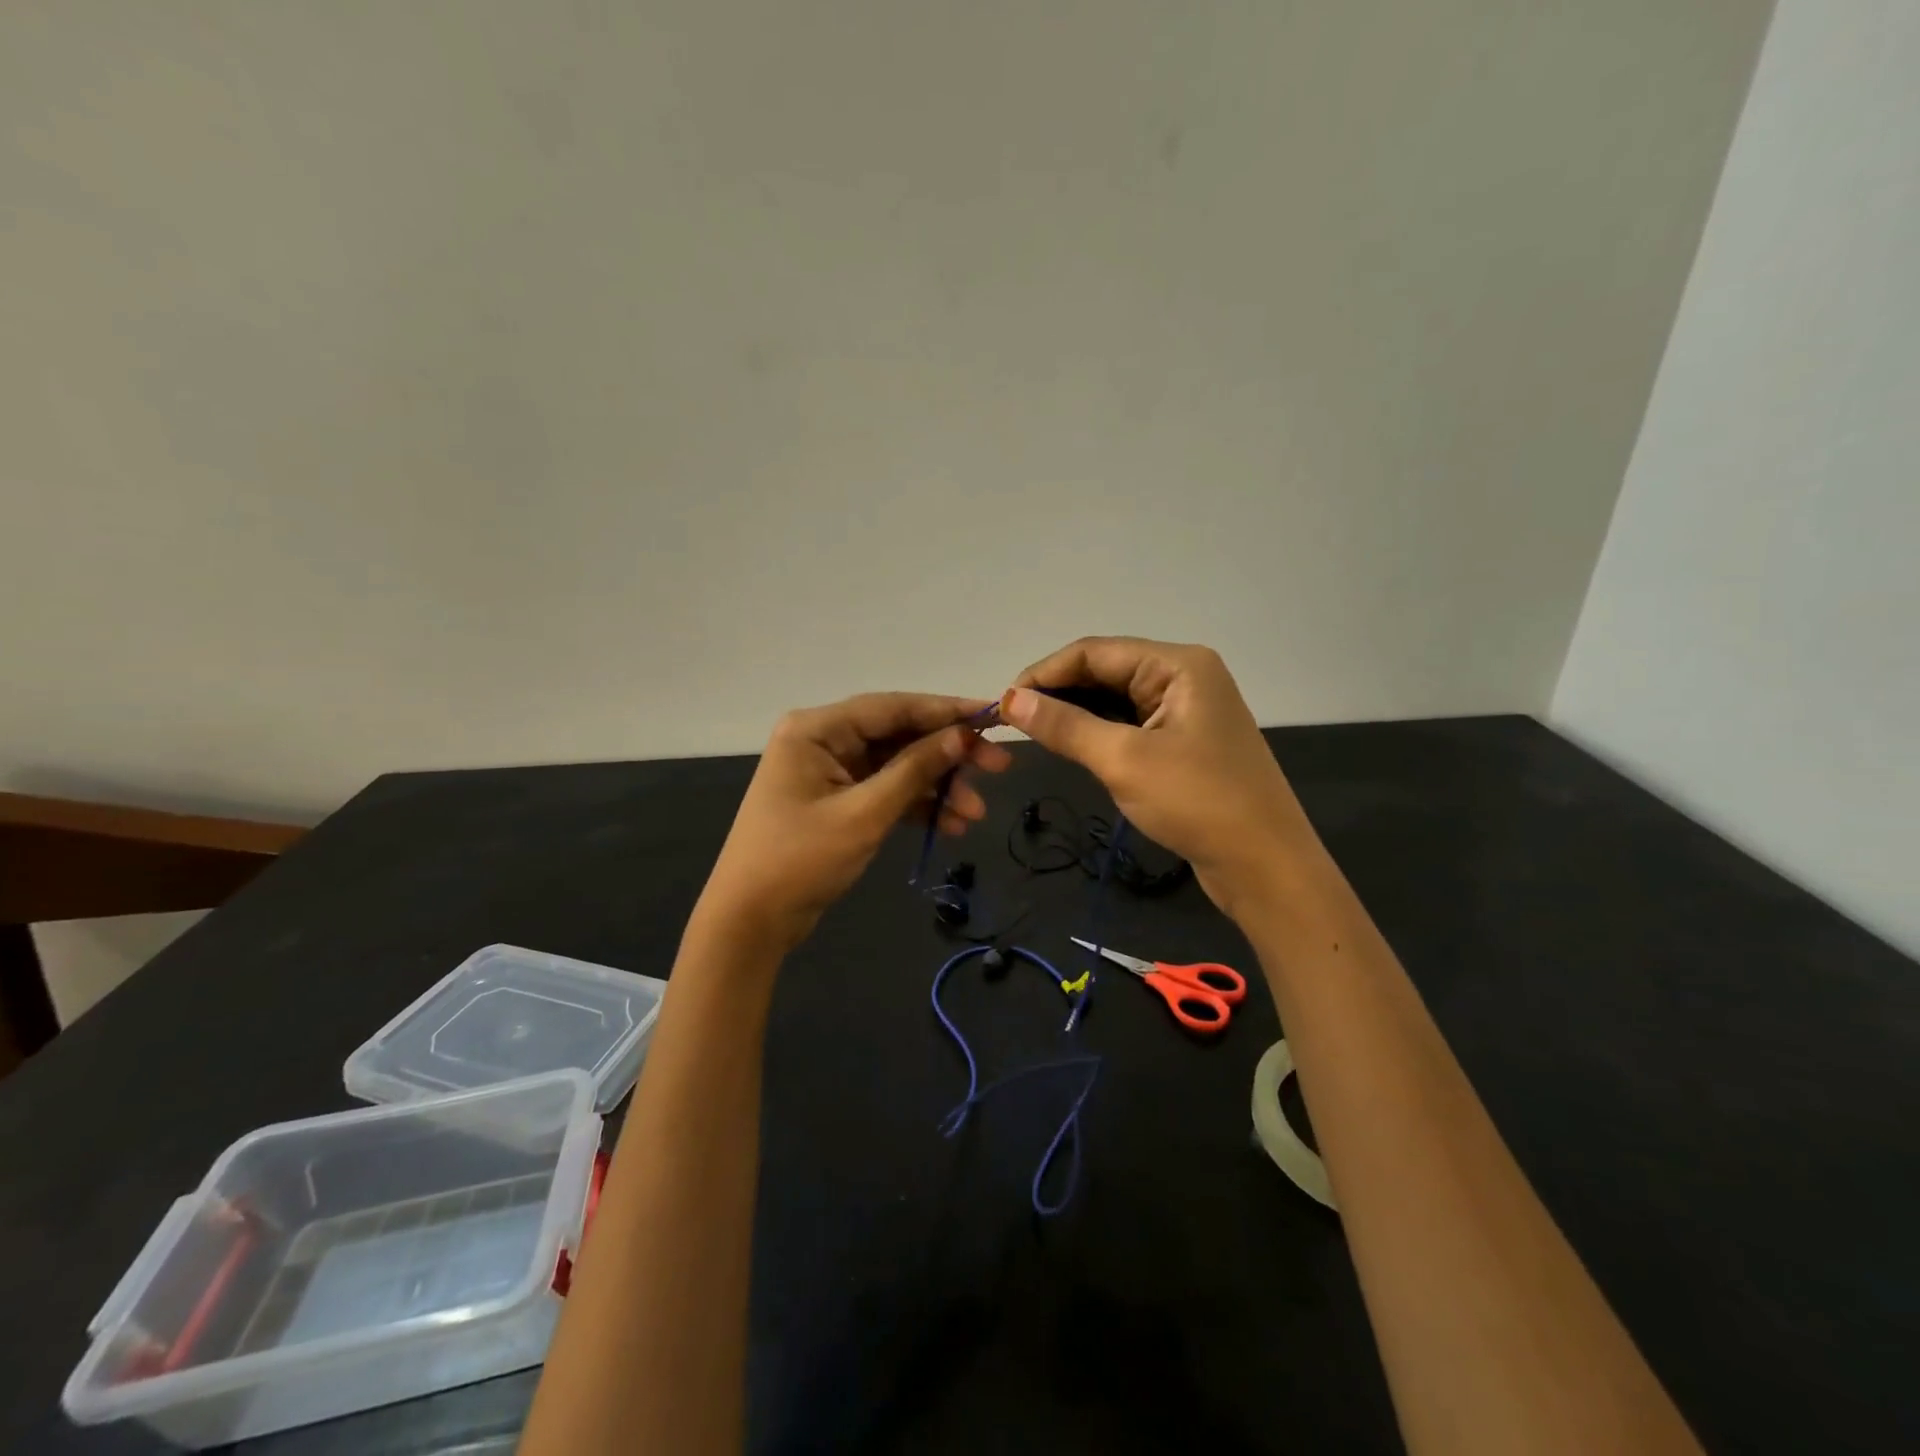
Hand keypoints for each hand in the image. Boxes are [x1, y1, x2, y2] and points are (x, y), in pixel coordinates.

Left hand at [693, 693, 1012, 953]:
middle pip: (900, 736)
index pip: (892, 707)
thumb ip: (915, 770)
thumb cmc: (800, 861)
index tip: (992, 716)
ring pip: (899, 767)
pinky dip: (917, 807)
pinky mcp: (839, 801)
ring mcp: (832, 772)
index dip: (946, 711)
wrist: (750, 922)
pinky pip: (887, 792)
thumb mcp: (864, 814)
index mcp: (817, 729)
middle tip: (1000, 766)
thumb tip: (962, 735)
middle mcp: (824, 741)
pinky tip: (952, 826)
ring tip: (977, 813)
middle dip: (949, 755)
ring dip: (938, 787)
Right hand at [1002, 637, 1317, 917]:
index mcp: (1178, 665)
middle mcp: (1184, 677)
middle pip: (1106, 670)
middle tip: (1014, 723)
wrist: (1265, 867)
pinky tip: (1071, 747)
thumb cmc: (1197, 803)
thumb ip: (1064, 726)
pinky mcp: (1185, 742)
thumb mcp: (1123, 760)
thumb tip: (1010, 700)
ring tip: (1035, 734)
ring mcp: (1186, 711)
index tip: (1004, 703)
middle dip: (1058, 693)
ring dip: (1076, 714)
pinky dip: (1098, 732)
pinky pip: (1130, 724)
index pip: (1095, 652)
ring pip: (1115, 699)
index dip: (1045, 673)